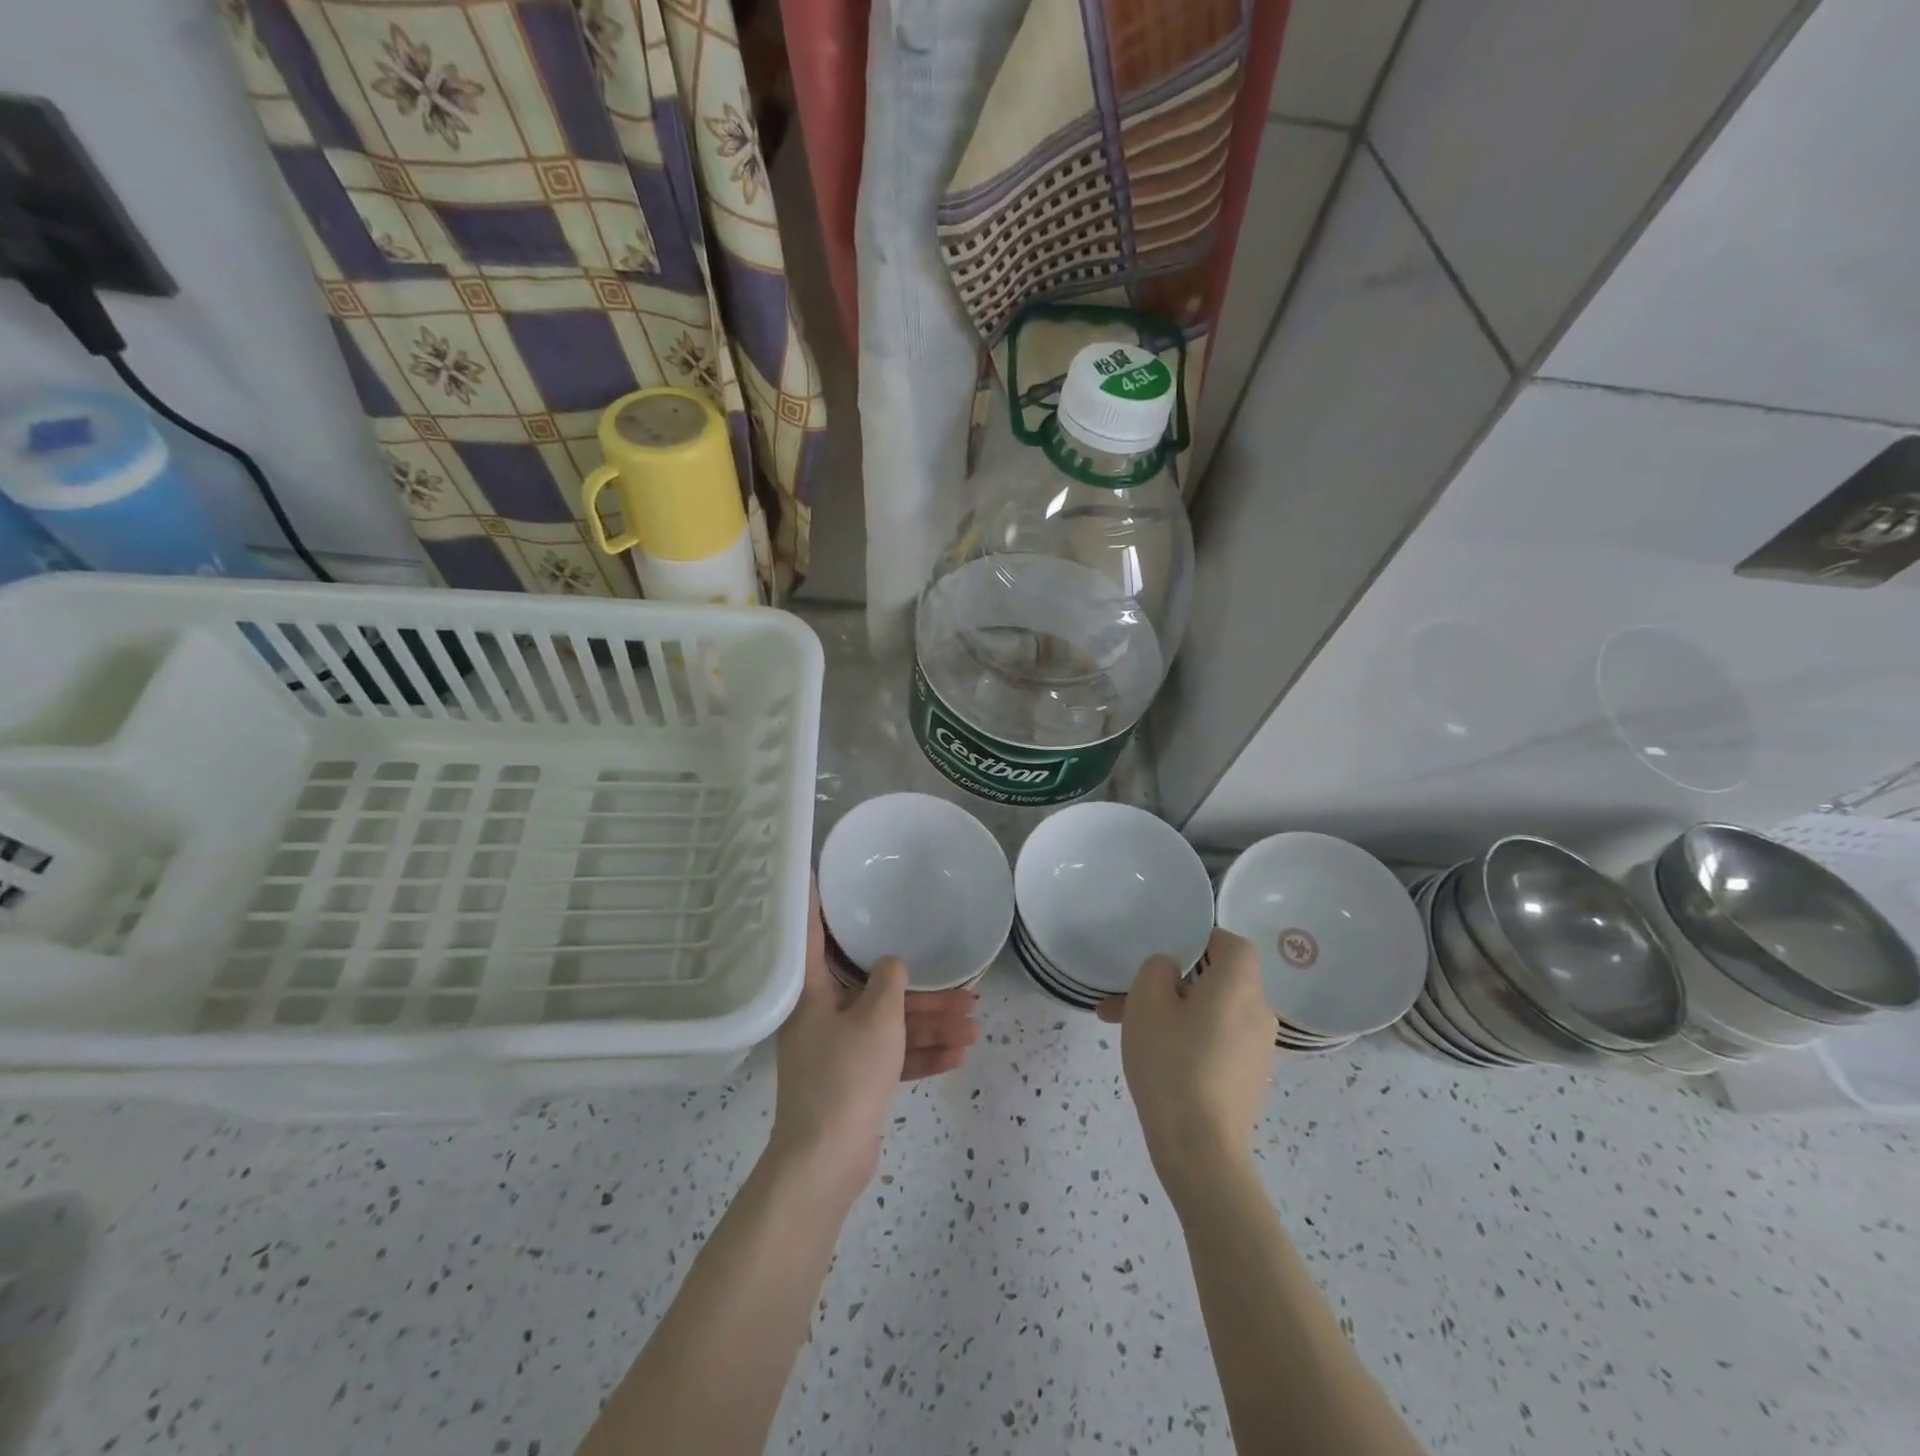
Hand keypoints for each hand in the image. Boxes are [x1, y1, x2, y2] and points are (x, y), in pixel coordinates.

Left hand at [768, 890, 979, 1194]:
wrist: (826, 1161)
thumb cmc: (846, 1075)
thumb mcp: (876, 1018)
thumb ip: (889, 982)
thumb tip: (891, 964)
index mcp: (812, 994)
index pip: (812, 937)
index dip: (816, 905)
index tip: (819, 875)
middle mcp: (821, 1017)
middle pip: (874, 991)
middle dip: (922, 992)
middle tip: (965, 988)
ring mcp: (837, 1052)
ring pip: (889, 1027)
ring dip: (930, 1025)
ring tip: (975, 1024)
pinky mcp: (854, 1083)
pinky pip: (890, 1058)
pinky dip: (919, 1055)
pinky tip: (958, 1055)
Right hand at [1097, 928, 1276, 1210]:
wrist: (1200, 1150)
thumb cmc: (1172, 1063)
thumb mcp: (1147, 1002)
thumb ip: (1157, 970)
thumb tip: (1172, 969)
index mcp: (1239, 986)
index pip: (1233, 943)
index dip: (1203, 939)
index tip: (1168, 950)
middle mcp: (1258, 1012)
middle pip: (1218, 980)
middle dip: (1173, 983)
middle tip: (1131, 996)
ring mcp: (1257, 1050)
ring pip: (1211, 1014)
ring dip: (1173, 1014)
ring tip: (1125, 1028)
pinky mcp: (1248, 1080)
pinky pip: (1216, 1043)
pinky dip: (1189, 1040)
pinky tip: (1153, 1059)